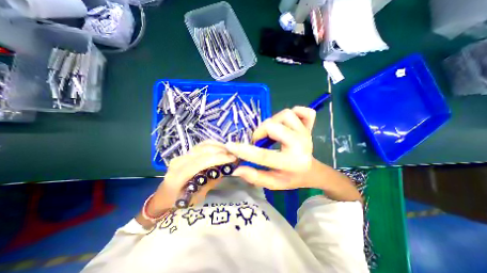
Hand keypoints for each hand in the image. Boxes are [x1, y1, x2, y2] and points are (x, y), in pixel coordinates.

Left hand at [145, 141, 236, 217]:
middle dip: (220, 151)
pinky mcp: (185, 153)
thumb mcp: (197, 197)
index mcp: (177, 177)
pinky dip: (212, 145)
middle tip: (233, 155)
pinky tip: (221, 148)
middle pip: (202, 151)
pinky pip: (201, 145)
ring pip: (202, 146)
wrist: (164, 195)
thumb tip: (226, 170)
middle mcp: (178, 162)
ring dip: (217, 146)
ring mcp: (181, 155)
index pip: (199, 162)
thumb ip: (211, 182)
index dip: (217, 158)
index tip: (232, 159)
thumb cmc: (179, 201)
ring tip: (229, 151)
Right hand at [226, 106, 317, 188]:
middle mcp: (301, 145)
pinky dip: (296, 112)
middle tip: (258, 140)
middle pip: (274, 127)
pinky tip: (288, 123)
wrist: (311, 171)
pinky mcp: (309, 126)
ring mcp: (306, 133)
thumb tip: (236, 169)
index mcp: (292, 163)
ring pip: (286, 115)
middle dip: (260, 131)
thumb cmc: (291, 178)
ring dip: (274, 121)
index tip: (230, 146)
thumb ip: (255, 177)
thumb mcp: (273, 183)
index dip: (244, 150)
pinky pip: (304, 111)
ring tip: (271, 132)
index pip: (264, 156)